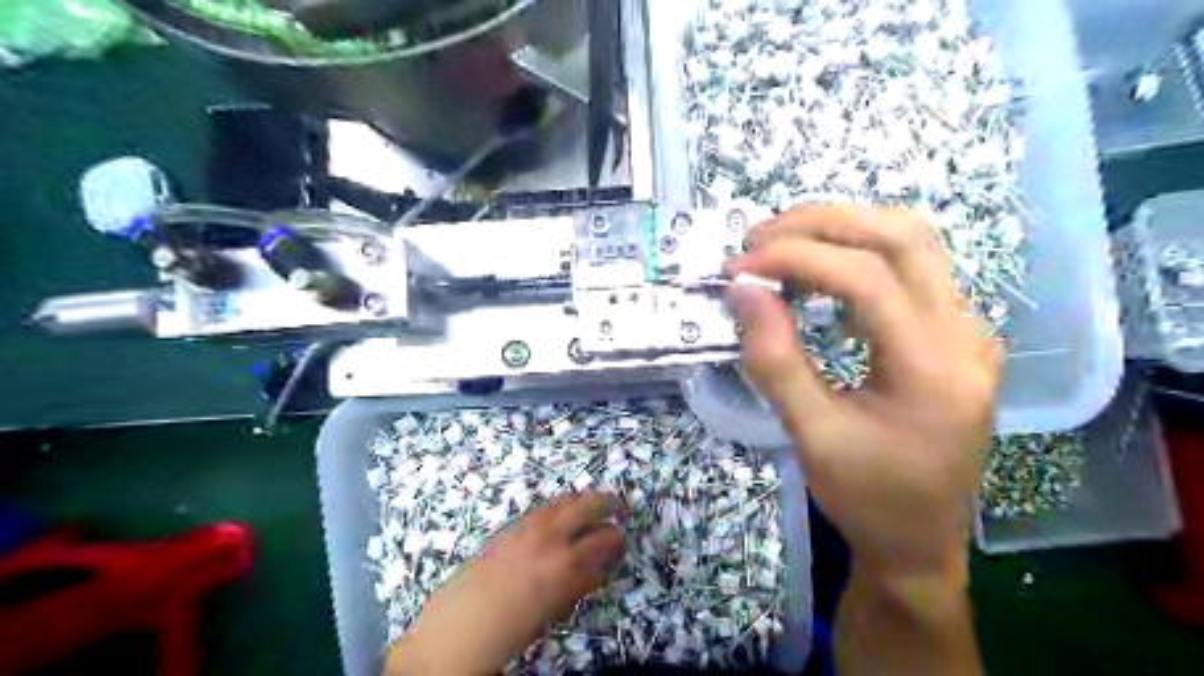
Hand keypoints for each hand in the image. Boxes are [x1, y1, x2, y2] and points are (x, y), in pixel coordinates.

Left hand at [387, 492, 625, 675]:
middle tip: (621, 507)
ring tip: (594, 504)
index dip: (617, 537)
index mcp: (564, 564)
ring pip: (563, 500)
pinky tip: (562, 513)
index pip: (603, 539)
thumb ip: (578, 585)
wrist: (454, 632)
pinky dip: (559, 505)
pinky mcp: (509, 528)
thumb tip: (599, 569)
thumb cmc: (508, 632)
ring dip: (583, 499)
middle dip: (608, 502)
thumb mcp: (551, 613)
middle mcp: (548, 537)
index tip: (624, 538)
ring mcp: (526, 527)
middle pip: (587, 504)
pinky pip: (542, 508)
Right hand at [730, 206, 1003, 581]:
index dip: (796, 258)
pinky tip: (817, 274)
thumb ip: (774, 359)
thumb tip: (741, 289)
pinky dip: (857, 254)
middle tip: (757, 238)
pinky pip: (910, 268)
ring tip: (780, 245)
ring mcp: (967, 330)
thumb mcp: (811, 435)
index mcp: (935, 368)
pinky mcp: (953, 334)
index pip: (867, 278)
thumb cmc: (866, 498)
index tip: (738, 268)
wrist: (920, 542)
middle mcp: (966, 334)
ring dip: (841, 230)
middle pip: (901, 237)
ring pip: (911, 242)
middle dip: (821, 223)